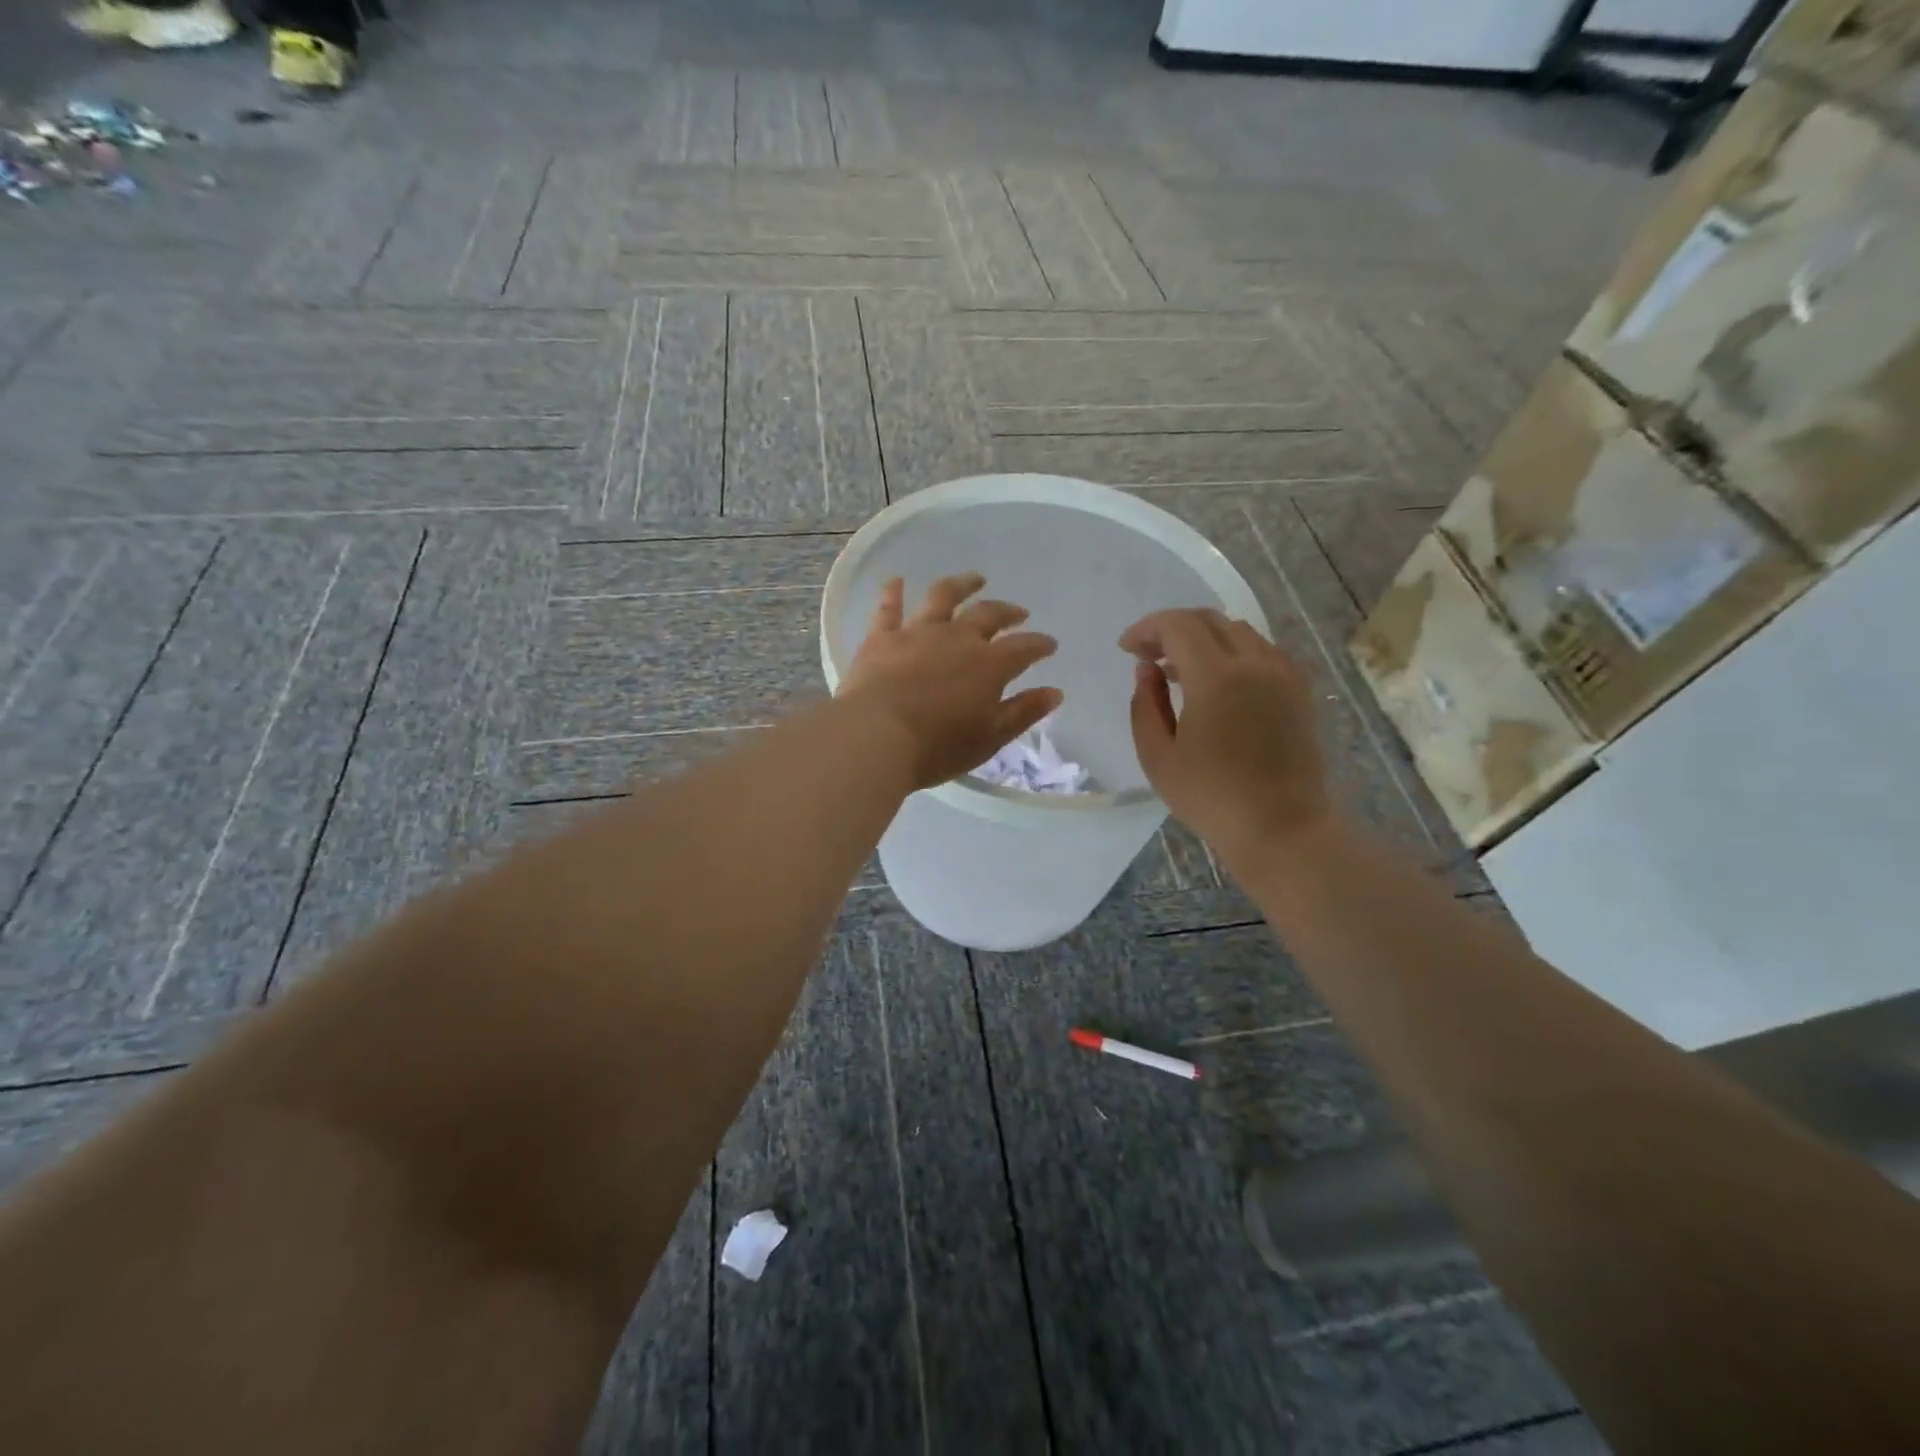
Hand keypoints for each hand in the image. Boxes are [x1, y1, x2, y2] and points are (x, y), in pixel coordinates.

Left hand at [840, 573, 1061, 790]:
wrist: (876, 736)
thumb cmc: (938, 745)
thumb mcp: (990, 737)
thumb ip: (1023, 712)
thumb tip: (1055, 692)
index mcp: (989, 664)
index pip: (1024, 648)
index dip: (1040, 645)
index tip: (1049, 644)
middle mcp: (957, 638)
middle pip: (988, 615)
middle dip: (1007, 611)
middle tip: (1018, 612)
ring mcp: (917, 632)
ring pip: (943, 597)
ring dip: (962, 585)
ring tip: (974, 579)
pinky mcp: (882, 637)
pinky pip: (889, 608)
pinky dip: (893, 592)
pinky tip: (896, 580)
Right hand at [1121, 609, 1331, 865]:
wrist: (1282, 827)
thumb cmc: (1211, 798)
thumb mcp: (1158, 757)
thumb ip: (1145, 705)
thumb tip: (1147, 669)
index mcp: (1216, 677)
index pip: (1178, 626)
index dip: (1147, 629)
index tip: (1127, 649)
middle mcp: (1255, 663)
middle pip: (1209, 620)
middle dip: (1172, 629)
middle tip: (1148, 656)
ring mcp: (1283, 674)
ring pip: (1238, 631)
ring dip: (1203, 639)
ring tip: (1179, 671)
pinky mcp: (1299, 690)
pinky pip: (1263, 651)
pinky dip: (1233, 652)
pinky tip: (1219, 683)